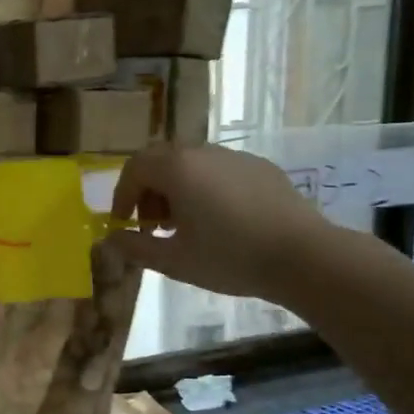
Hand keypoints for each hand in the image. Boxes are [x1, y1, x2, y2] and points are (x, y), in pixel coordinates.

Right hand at [106, 142, 328, 299]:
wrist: (303, 255)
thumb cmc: (230, 257)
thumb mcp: (174, 261)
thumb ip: (136, 248)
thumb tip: (111, 239)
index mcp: (177, 168)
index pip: (134, 168)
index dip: (122, 195)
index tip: (123, 223)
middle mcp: (203, 152)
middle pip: (160, 159)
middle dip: (147, 189)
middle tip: (151, 224)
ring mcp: (234, 156)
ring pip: (191, 163)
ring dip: (176, 188)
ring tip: (184, 225)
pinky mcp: (260, 167)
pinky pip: (219, 170)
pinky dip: (204, 188)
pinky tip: (219, 220)